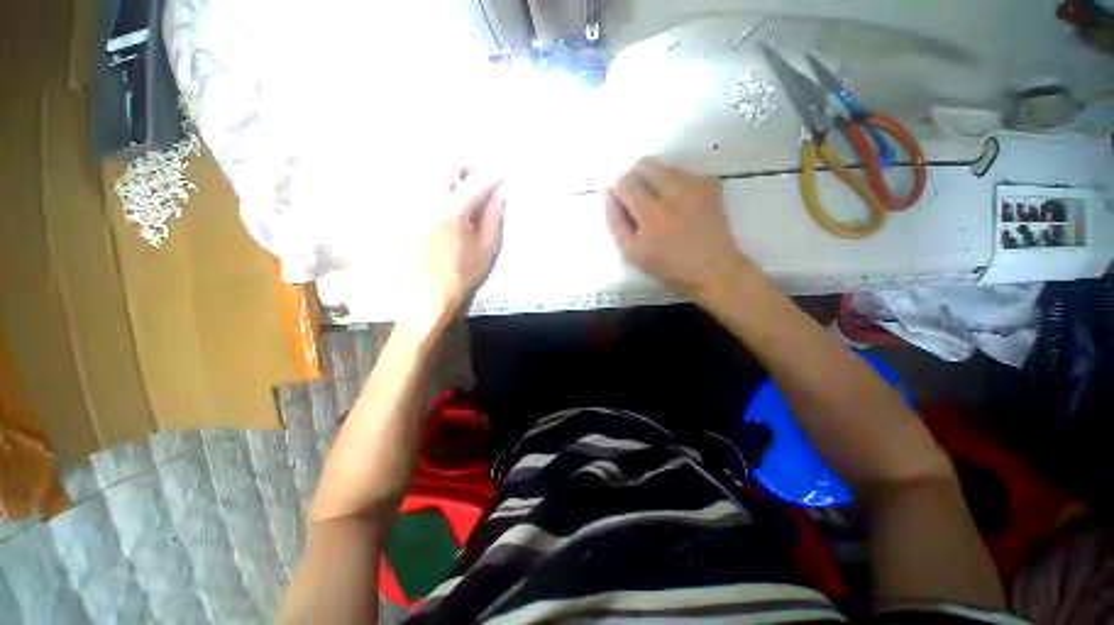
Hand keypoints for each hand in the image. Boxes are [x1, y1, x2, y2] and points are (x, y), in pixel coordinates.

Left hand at [407, 168, 504, 333]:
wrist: (429, 292)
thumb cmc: (463, 273)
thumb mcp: (486, 248)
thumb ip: (494, 217)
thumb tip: (500, 193)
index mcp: (454, 212)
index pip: (476, 182)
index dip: (492, 175)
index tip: (502, 175)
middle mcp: (430, 200)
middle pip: (448, 165)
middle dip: (468, 164)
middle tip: (482, 173)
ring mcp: (415, 204)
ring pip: (432, 172)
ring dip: (452, 172)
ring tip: (466, 185)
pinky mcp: (408, 211)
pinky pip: (422, 186)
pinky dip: (438, 184)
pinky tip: (449, 198)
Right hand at [605, 158, 755, 298]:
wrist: (713, 269)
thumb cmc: (668, 266)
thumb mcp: (632, 253)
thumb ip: (616, 222)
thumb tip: (608, 195)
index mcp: (652, 214)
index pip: (625, 182)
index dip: (616, 187)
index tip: (616, 196)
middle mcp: (674, 192)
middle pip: (645, 164)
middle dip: (634, 176)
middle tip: (635, 197)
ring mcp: (695, 185)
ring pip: (664, 167)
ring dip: (654, 180)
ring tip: (658, 203)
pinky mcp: (710, 184)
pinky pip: (683, 173)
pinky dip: (674, 184)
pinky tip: (679, 204)